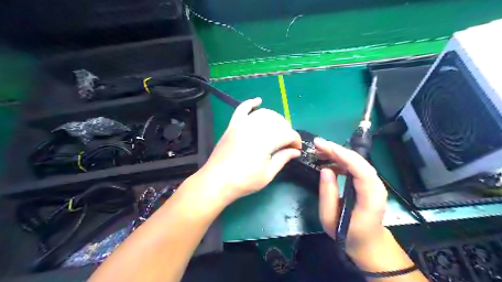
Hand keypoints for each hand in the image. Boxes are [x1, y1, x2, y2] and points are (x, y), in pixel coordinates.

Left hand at [194, 98, 298, 204]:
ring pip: (264, 113)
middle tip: (287, 143)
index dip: (296, 140)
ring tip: (278, 129)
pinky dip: (250, 103)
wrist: (217, 181)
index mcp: (265, 141)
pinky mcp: (232, 125)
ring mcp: (242, 125)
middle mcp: (255, 128)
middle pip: (278, 121)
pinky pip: (242, 109)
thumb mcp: (268, 174)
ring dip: (275, 118)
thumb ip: (283, 159)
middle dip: (287, 130)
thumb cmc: (244, 181)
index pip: (288, 134)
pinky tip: (258, 101)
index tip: (297, 149)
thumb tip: (296, 151)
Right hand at [312, 137, 387, 255]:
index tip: (323, 146)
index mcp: (371, 198)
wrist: (368, 243)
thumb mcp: (330, 219)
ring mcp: (374, 184)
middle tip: (317, 144)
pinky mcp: (368, 183)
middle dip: (337, 150)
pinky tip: (328, 162)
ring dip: (338, 154)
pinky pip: (355, 167)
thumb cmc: (348, 235)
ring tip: (319, 151)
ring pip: (357, 162)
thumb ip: (327, 194)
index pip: (361, 170)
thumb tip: (325, 169)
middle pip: (359, 161)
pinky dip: (341, 161)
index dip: (343, 155)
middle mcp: (376, 187)